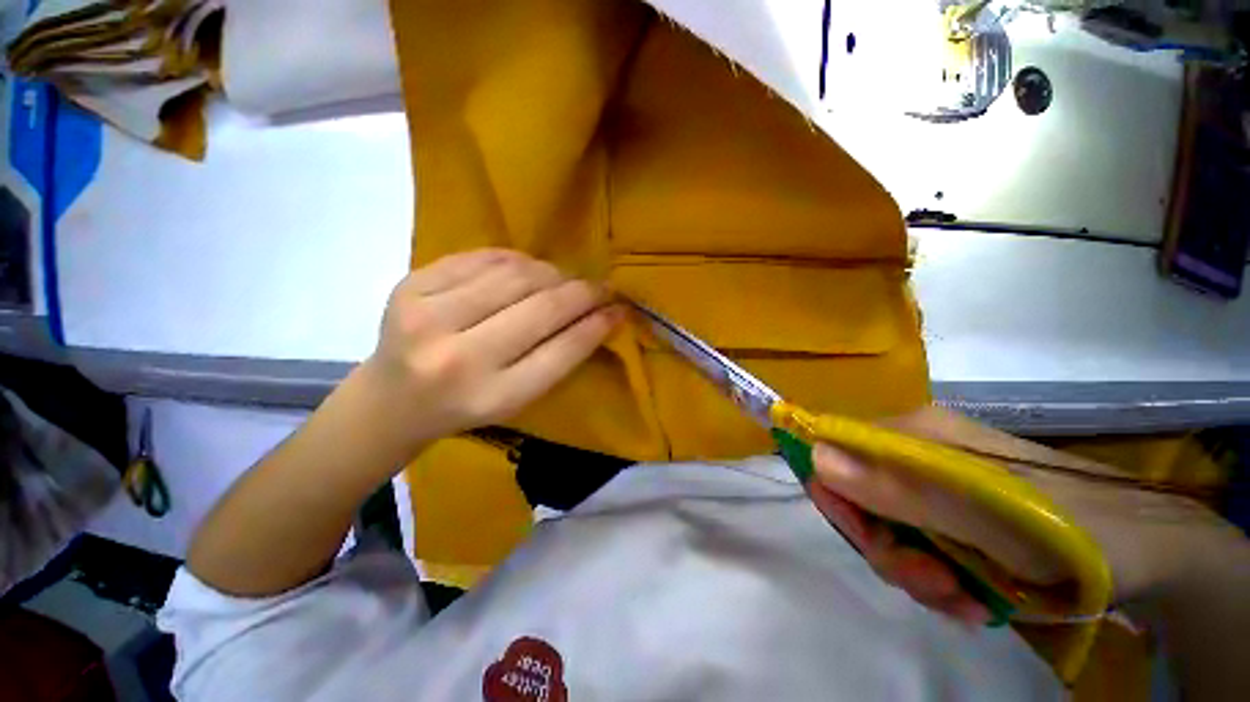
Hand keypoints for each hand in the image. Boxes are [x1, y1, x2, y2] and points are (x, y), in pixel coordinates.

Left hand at [363, 249, 622, 446]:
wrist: (391, 400)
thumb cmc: (466, 406)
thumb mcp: (518, 398)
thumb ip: (558, 359)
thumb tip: (600, 315)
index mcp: (493, 397)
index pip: (562, 351)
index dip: (596, 325)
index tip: (620, 308)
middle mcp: (459, 359)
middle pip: (542, 308)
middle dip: (583, 292)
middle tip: (600, 287)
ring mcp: (427, 317)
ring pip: (516, 275)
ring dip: (552, 273)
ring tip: (563, 280)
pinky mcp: (409, 286)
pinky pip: (482, 257)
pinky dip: (516, 259)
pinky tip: (526, 269)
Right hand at [807, 406, 1234, 625]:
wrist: (1145, 555)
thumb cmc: (1065, 526)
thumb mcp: (981, 513)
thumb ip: (897, 487)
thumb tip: (815, 456)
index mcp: (913, 435)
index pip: (836, 451)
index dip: (837, 495)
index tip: (870, 541)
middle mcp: (916, 457)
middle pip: (861, 499)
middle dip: (888, 549)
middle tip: (933, 583)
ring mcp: (935, 492)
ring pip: (890, 534)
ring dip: (919, 576)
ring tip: (965, 602)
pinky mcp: (954, 523)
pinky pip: (920, 553)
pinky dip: (941, 585)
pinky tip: (975, 604)